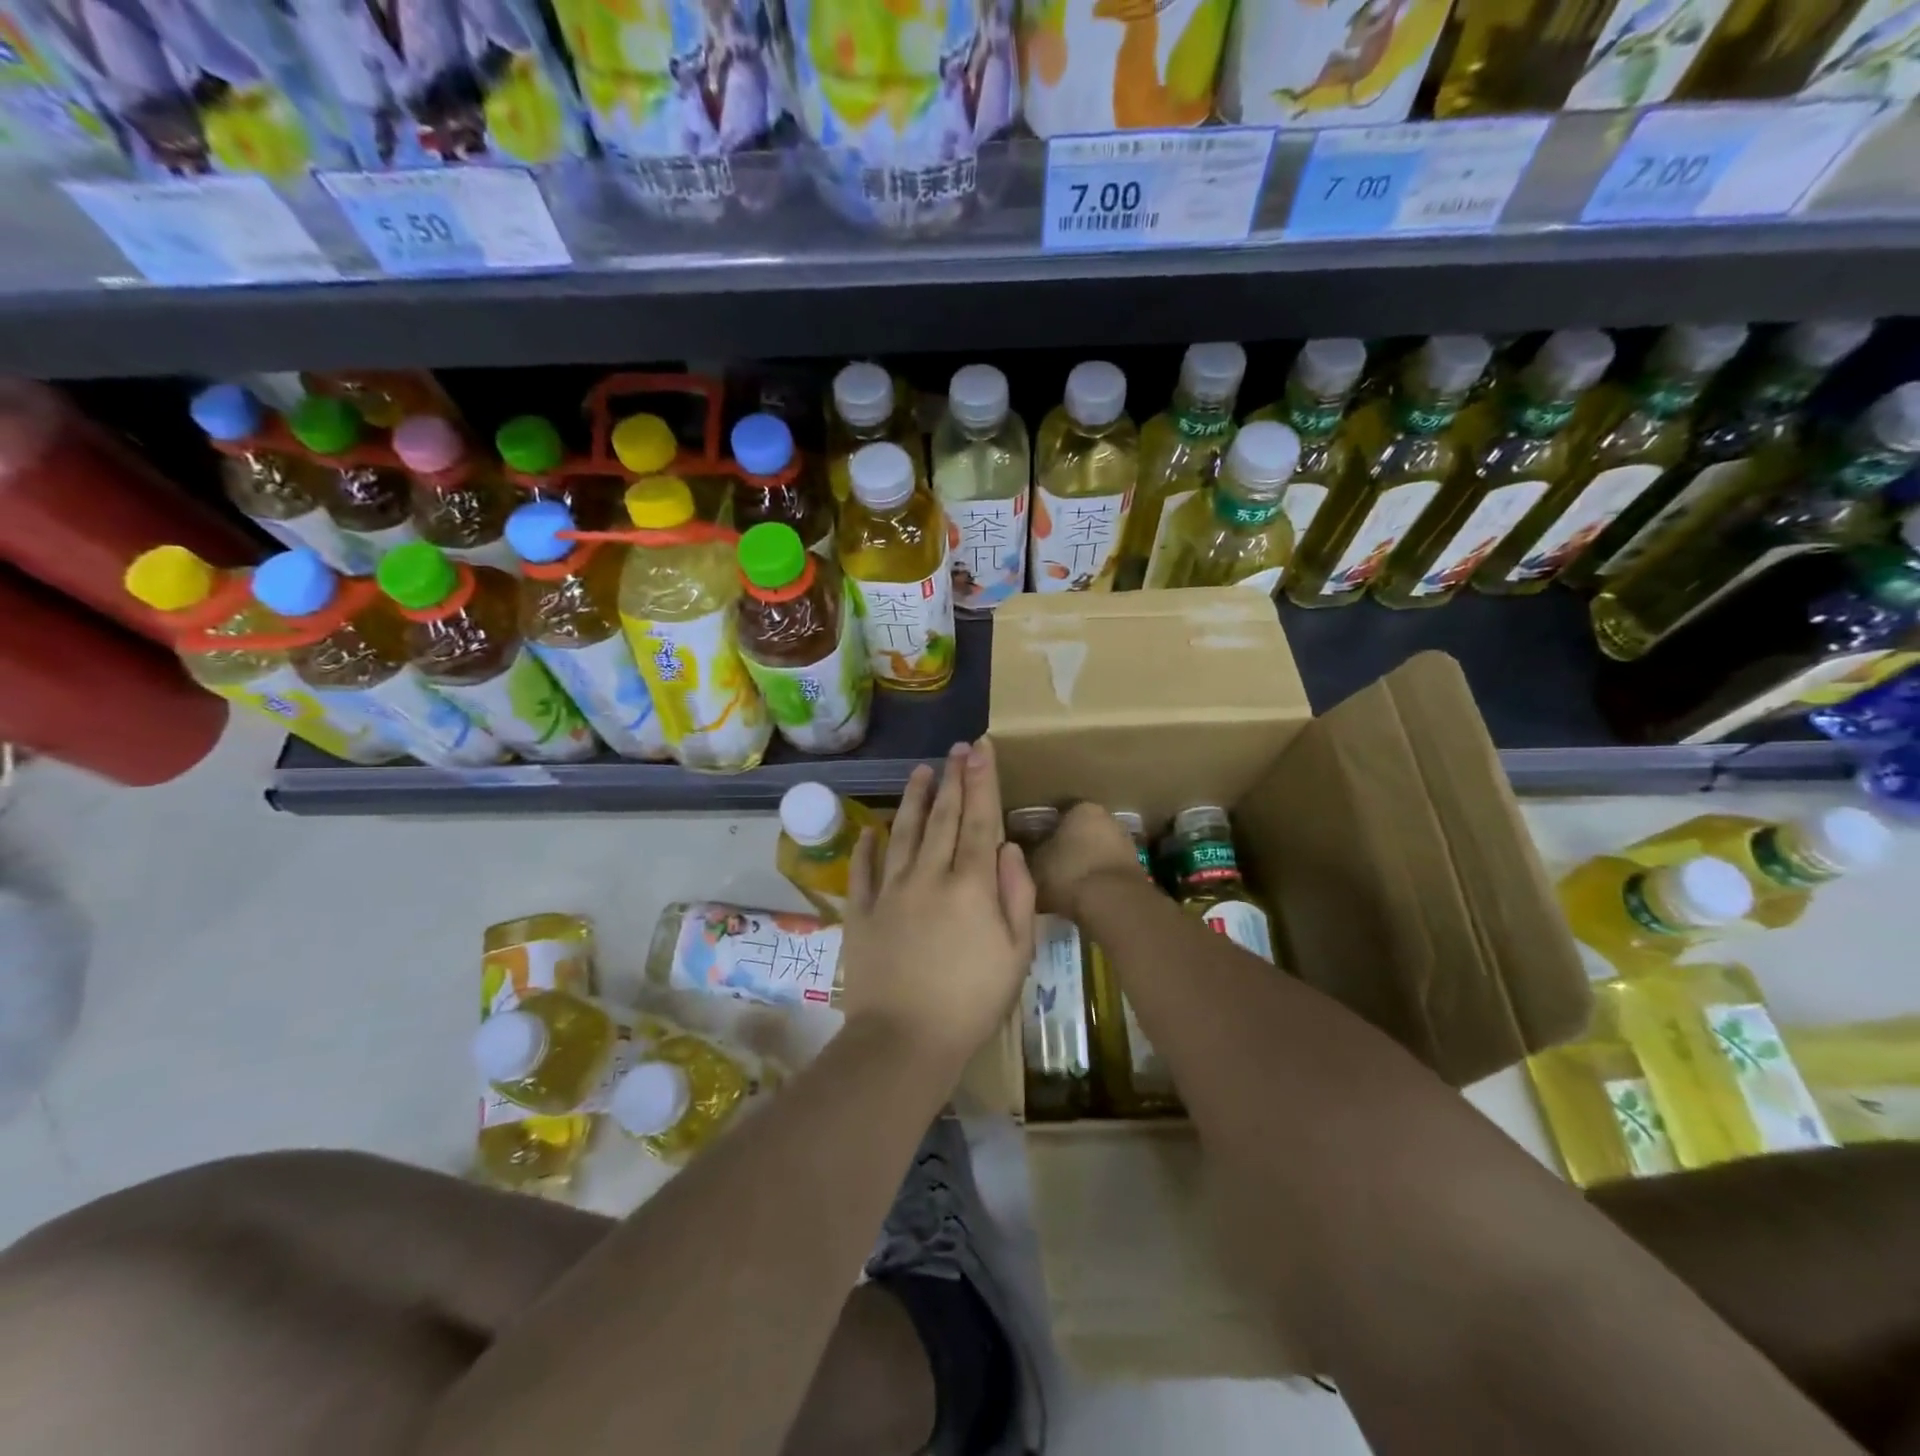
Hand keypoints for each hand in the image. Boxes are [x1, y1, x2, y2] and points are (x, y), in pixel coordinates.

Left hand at [840, 739, 1034, 1073]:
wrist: (903, 1041)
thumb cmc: (971, 1002)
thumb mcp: (1016, 954)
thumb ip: (1017, 894)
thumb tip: (1007, 847)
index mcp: (970, 885)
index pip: (980, 820)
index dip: (982, 782)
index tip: (981, 749)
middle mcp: (929, 875)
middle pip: (943, 818)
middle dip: (953, 779)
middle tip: (957, 749)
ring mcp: (890, 891)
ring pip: (903, 832)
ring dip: (914, 799)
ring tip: (921, 771)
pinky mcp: (861, 912)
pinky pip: (863, 869)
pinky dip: (866, 845)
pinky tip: (870, 828)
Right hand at [1027, 802, 1144, 918]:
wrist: (1113, 904)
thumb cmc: (1068, 873)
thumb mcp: (1034, 863)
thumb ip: (1030, 853)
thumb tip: (1025, 853)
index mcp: (1082, 808)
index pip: (1059, 814)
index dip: (1044, 833)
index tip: (1033, 849)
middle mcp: (1109, 818)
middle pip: (1081, 832)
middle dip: (1067, 848)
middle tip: (1047, 868)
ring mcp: (1127, 844)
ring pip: (1097, 852)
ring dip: (1084, 865)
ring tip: (1064, 886)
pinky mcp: (1137, 871)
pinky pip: (1108, 872)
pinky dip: (1097, 881)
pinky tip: (1084, 897)